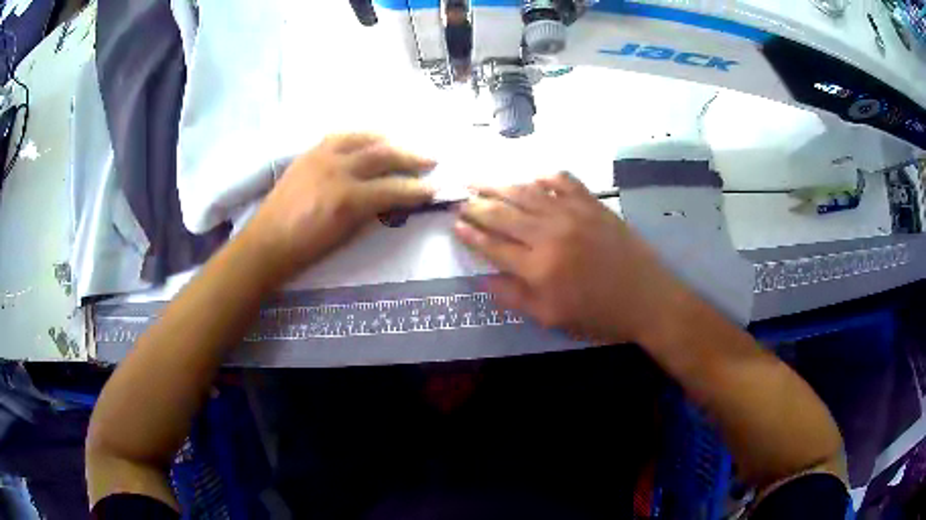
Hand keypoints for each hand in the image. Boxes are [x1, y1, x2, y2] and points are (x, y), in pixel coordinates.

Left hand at [245, 133, 434, 281]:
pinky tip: (369, 140)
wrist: (267, 242)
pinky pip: (340, 136)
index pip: (394, 189)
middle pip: (384, 154)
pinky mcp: (309, 152)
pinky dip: (360, 136)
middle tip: (430, 159)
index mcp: (348, 199)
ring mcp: (322, 156)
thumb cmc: (307, 249)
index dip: (418, 189)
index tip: (435, 188)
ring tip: (403, 144)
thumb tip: (391, 200)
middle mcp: (338, 170)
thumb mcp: (346, 237)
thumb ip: (371, 214)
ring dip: (389, 140)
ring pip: (363, 138)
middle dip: (411, 156)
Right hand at [454, 173, 688, 344]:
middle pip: (503, 214)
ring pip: (526, 193)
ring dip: (499, 185)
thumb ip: (514, 297)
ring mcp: (572, 214)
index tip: (455, 224)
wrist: (648, 299)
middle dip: (476, 205)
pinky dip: (545, 177)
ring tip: (479, 180)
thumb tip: (482, 279)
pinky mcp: (593, 204)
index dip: (471, 234)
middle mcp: (549, 234)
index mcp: (538, 268)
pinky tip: (533, 177)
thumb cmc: (599, 316)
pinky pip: (563, 182)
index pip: (493, 246)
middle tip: (460, 198)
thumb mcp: (552, 318)